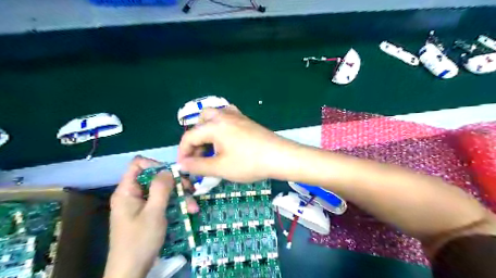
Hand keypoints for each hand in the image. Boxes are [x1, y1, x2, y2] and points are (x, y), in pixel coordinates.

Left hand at [103, 156, 196, 277]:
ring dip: (179, 196)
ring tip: (193, 207)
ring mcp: (140, 204)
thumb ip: (161, 188)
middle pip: (154, 177)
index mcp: (127, 190)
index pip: (138, 164)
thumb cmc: (140, 240)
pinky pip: (162, 202)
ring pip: (161, 190)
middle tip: (191, 189)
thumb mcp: (154, 212)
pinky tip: (188, 211)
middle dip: (175, 183)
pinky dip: (175, 204)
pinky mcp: (147, 213)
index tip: (172, 174)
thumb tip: (168, 170)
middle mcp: (133, 194)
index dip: (156, 165)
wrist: (131, 271)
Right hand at [179, 107, 292, 182]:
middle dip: (195, 140)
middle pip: (200, 122)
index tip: (184, 167)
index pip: (189, 137)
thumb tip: (182, 165)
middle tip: (199, 157)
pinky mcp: (246, 120)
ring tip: (211, 149)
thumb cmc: (249, 163)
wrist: (280, 156)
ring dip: (207, 131)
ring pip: (213, 117)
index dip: (183, 152)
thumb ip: (198, 166)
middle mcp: (223, 115)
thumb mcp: (220, 167)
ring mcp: (236, 116)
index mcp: (214, 125)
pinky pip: (227, 118)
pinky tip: (226, 140)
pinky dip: (220, 127)